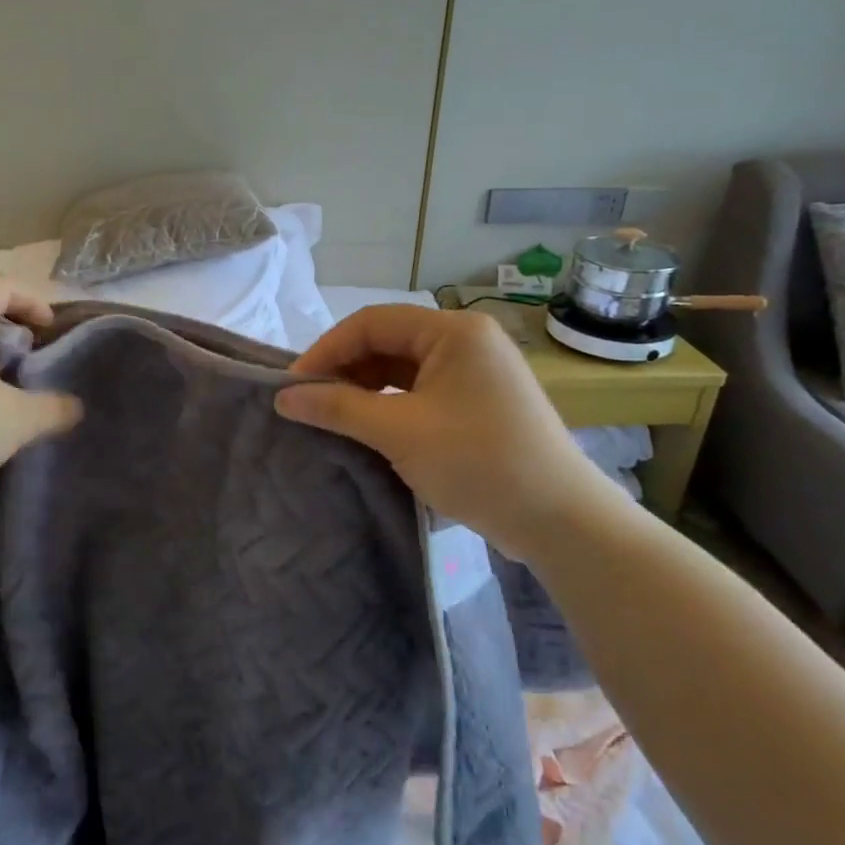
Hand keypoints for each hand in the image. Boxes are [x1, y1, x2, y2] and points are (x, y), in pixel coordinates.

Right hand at [274, 307, 623, 563]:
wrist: (561, 521)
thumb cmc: (478, 463)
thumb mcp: (399, 432)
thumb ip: (337, 407)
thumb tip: (283, 397)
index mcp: (454, 331)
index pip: (371, 322)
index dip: (326, 350)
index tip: (294, 385)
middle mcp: (467, 340)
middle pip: (387, 341)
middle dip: (345, 369)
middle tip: (311, 402)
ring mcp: (477, 371)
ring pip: (402, 367)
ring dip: (364, 387)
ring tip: (334, 416)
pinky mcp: (480, 400)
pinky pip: (421, 389)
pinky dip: (390, 403)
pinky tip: (369, 426)